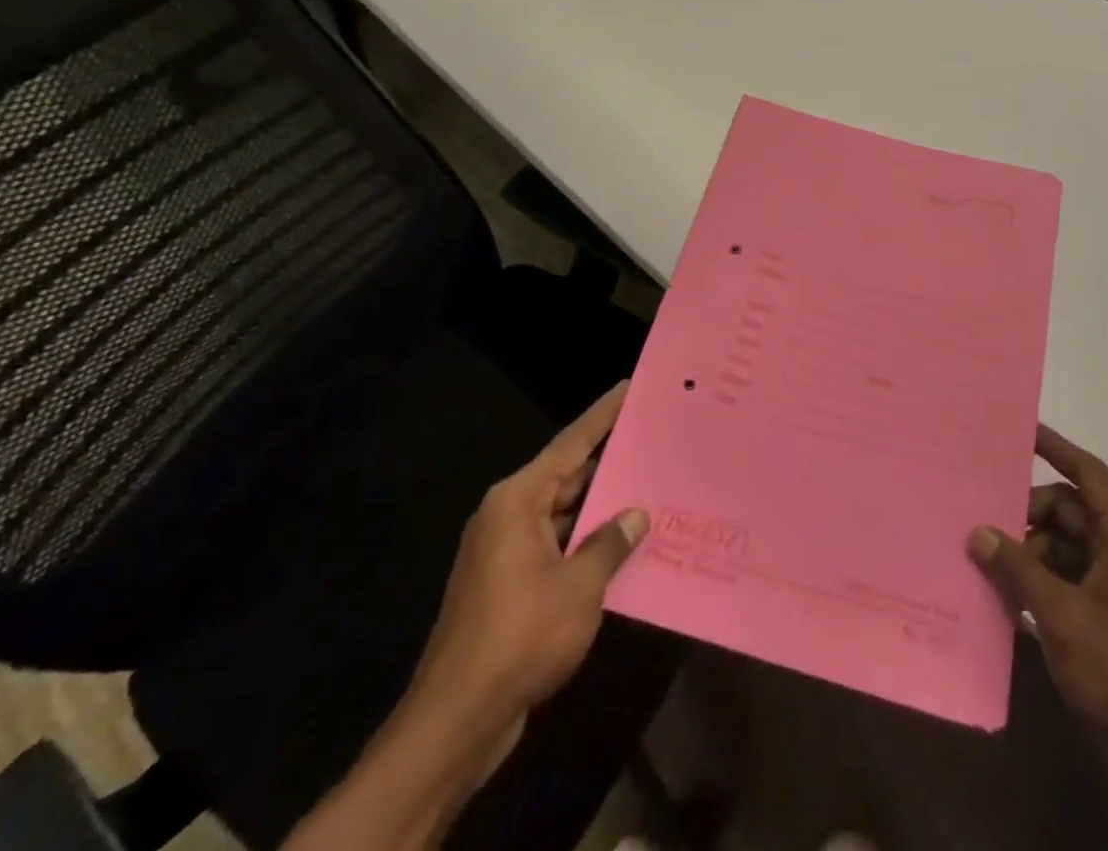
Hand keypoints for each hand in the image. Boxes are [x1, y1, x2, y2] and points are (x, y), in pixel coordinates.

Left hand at [404, 381, 648, 745]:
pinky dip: (585, 541)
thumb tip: (636, 513)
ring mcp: (505, 552)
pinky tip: (621, 544)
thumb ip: (610, 543)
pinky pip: (555, 545)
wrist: (457, 720)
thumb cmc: (519, 638)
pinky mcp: (508, 584)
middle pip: (566, 475)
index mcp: (517, 501)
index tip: (627, 386)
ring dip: (599, 507)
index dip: (602, 415)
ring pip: (562, 513)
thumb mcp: (579, 587)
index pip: (569, 444)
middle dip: (607, 460)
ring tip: (648, 487)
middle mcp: (508, 516)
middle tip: (650, 437)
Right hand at [968, 424, 1107, 850]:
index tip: (1021, 429)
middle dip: (1028, 515)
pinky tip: (1008, 597)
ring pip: (1067, 546)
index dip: (1056, 448)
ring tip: (989, 564)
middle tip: (984, 522)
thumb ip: (1017, 568)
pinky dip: (1041, 581)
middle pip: (1071, 512)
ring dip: (1030, 552)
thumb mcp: (1060, 616)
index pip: (1090, 475)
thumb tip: (978, 532)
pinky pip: (1070, 578)